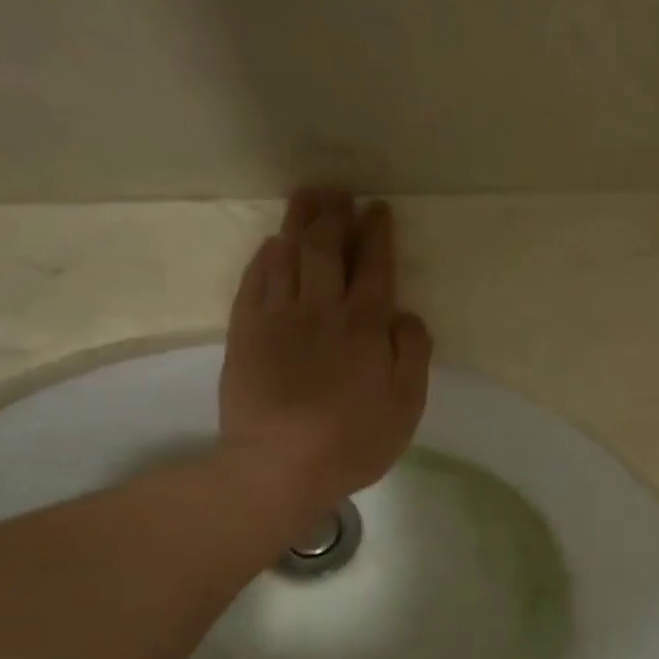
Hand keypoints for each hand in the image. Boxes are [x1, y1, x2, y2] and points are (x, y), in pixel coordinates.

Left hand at [219, 188, 431, 526]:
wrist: (278, 466)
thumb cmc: (354, 440)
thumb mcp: (406, 405)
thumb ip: (412, 353)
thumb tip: (406, 314)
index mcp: (366, 326)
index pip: (374, 267)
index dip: (377, 235)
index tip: (378, 209)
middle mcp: (322, 309)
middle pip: (328, 250)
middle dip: (335, 216)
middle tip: (338, 191)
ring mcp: (278, 317)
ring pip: (289, 256)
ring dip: (300, 223)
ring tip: (307, 198)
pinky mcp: (245, 332)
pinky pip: (255, 280)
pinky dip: (266, 256)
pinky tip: (273, 244)